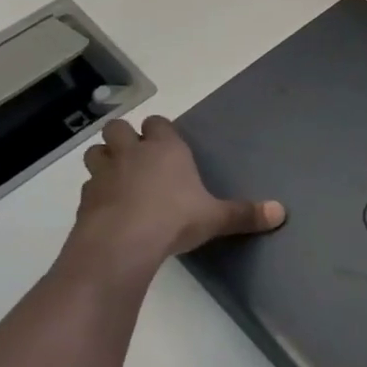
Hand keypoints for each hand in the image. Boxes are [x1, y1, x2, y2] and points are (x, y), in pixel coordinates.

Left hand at [58, 115, 283, 293]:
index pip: (158, 122)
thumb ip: (246, 214)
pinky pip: (88, 186)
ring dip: (104, 159)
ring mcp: (104, 174)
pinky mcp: (84, 199)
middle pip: (118, 128)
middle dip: (124, 138)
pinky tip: (108, 208)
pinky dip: (95, 192)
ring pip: (96, 152)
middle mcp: (132, 153)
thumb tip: (281, 212)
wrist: (121, 244)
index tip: (166, 144)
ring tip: (118, 177)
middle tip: (138, 157)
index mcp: (165, 148)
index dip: (159, 131)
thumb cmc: (174, 219)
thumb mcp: (216, 218)